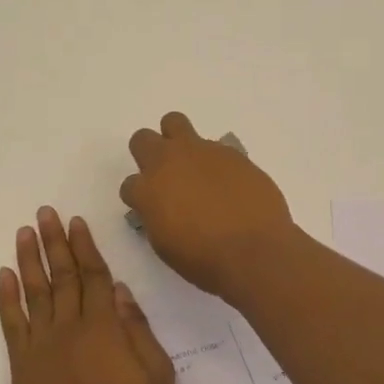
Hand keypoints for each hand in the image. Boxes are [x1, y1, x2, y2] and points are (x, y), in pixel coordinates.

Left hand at [0, 209, 175, 383]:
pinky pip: (11, 326)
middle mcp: (69, 330)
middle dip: (54, 242)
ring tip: (24, 233)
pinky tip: (5, 277)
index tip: (75, 221)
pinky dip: (7, 299)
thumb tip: (121, 291)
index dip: (85, 247)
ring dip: (29, 260)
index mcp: (105, 330)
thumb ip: (140, 333)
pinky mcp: (22, 369)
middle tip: (44, 213)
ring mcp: (41, 349)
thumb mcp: (160, 382)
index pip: (93, 276)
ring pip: (34, 293)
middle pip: (61, 276)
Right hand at [120, 112, 296, 298]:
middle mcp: (169, 162)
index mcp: (147, 190)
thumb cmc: (205, 260)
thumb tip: (161, 208)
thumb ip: (157, 218)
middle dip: (148, 154)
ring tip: (194, 165)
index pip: (129, 185)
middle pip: (143, 140)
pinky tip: (228, 182)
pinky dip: (214, 160)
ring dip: (178, 140)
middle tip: (166, 176)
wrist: (255, 251)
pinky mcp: (231, 151)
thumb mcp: (166, 246)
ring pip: (174, 123)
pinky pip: (214, 145)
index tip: (152, 209)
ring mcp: (201, 151)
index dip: (139, 198)